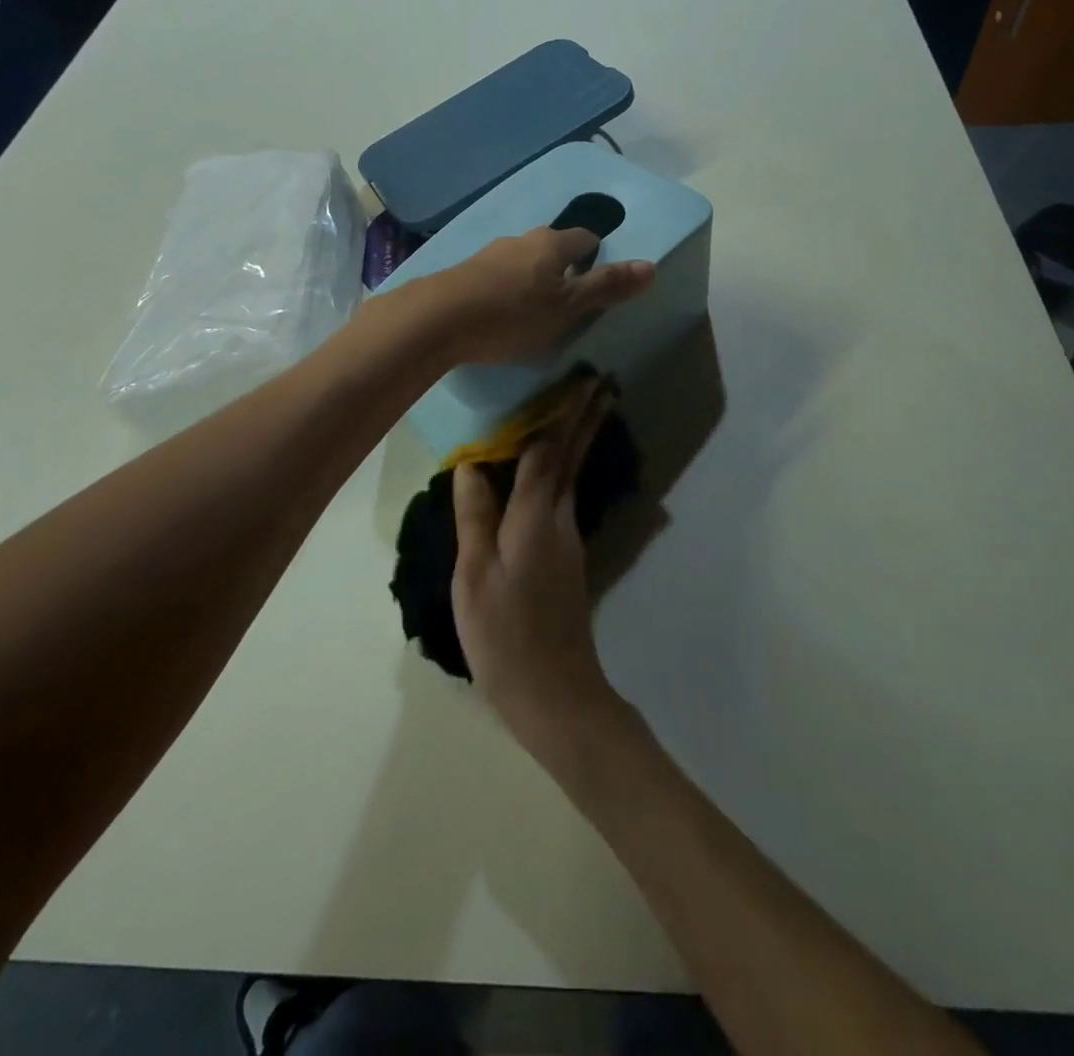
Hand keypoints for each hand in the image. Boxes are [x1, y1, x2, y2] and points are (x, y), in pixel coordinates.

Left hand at [430, 228, 652, 363]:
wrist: (437, 319)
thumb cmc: (512, 314)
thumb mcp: (567, 307)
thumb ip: (607, 288)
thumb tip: (651, 266)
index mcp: (552, 243)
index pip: (585, 239)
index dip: (596, 257)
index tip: (598, 284)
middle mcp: (521, 240)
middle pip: (553, 248)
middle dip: (564, 269)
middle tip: (569, 302)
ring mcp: (489, 253)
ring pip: (523, 261)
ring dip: (533, 280)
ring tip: (535, 312)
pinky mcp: (465, 272)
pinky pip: (498, 276)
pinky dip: (507, 289)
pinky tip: (501, 313)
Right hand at [452, 377, 620, 744]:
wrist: (554, 692)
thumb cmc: (504, 634)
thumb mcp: (475, 576)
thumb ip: (475, 517)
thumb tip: (471, 465)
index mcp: (535, 518)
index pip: (548, 453)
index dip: (561, 414)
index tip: (581, 380)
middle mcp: (559, 521)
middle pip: (572, 459)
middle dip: (586, 419)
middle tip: (603, 383)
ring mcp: (568, 542)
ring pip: (572, 477)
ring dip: (579, 441)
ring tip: (580, 413)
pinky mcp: (567, 561)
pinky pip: (563, 499)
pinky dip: (564, 471)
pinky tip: (552, 473)